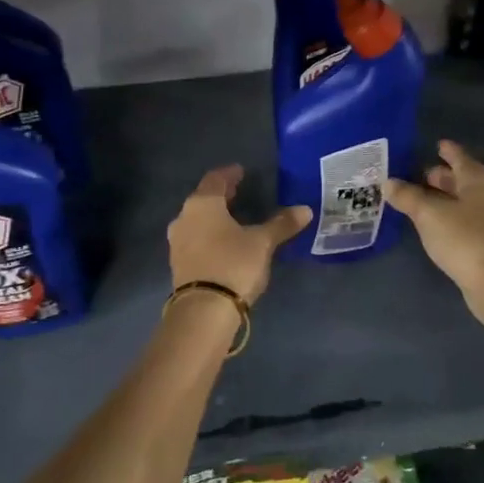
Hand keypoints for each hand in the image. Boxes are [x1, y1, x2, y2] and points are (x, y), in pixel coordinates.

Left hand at [167, 165, 310, 302]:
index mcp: (202, 204)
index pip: (215, 179)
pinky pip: (195, 240)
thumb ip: (281, 224)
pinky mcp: (178, 264)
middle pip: (203, 199)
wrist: (203, 311)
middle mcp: (184, 218)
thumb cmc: (233, 264)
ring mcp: (177, 242)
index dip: (229, 174)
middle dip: (221, 195)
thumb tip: (305, 210)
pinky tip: (223, 243)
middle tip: (238, 192)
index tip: (241, 171)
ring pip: (197, 220)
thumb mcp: (262, 242)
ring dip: (213, 217)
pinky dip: (209, 236)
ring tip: (233, 219)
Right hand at [383, 141, 483, 300]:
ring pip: (466, 200)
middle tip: (421, 174)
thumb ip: (407, 196)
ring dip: (447, 198)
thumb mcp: (428, 214)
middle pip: (464, 179)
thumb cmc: (464, 238)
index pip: (460, 157)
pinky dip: (452, 216)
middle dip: (443, 176)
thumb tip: (388, 182)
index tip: (437, 144)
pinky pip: (467, 220)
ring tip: (424, 199)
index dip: (447, 150)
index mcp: (477, 180)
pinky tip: (438, 225)